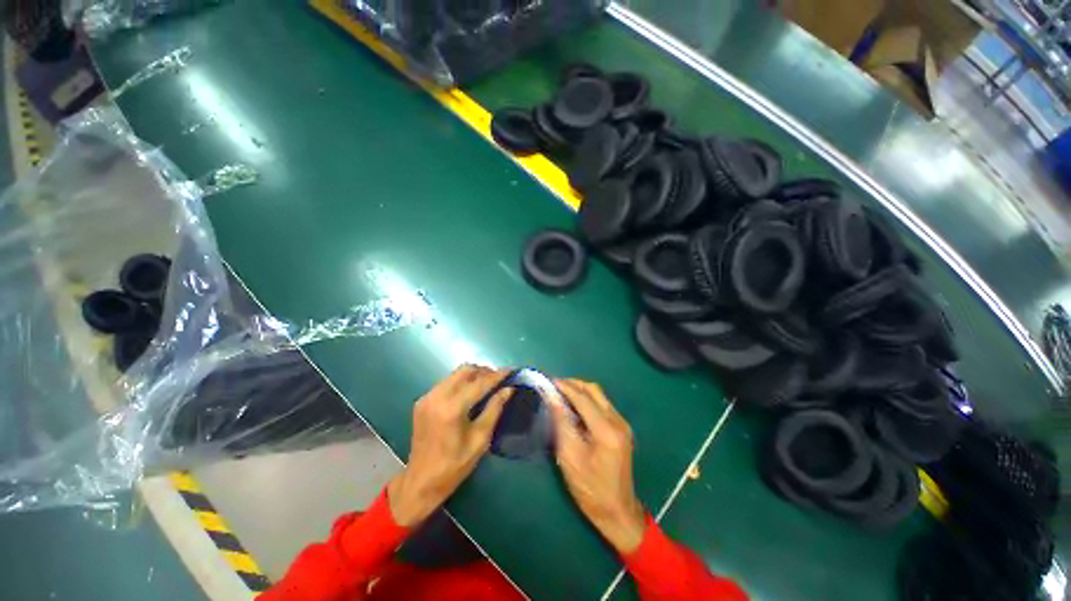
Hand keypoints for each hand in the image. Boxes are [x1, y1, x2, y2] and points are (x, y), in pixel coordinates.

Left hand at [388, 365, 511, 527]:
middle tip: (499, 379)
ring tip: (488, 384)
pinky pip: (446, 383)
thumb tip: (508, 389)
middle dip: (484, 371)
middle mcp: (437, 396)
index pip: (479, 383)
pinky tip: (470, 393)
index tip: (512, 370)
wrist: (421, 482)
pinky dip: (461, 383)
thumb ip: (494, 410)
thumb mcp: (480, 439)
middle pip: (465, 370)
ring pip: (455, 374)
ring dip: (473, 375)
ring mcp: (427, 397)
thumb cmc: (454, 465)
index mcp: (452, 408)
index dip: (497, 376)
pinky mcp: (422, 401)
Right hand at [549, 380, 646, 553]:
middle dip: (573, 384)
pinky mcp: (621, 428)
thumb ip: (561, 423)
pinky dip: (587, 400)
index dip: (564, 387)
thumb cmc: (590, 489)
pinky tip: (574, 406)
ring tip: (560, 393)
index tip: (548, 381)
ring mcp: (622, 424)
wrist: (617, 512)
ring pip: (599, 396)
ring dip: (580, 391)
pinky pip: (602, 405)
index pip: (583, 398)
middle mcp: (618, 421)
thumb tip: (552, 397)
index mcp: (606, 430)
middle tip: (553, 385)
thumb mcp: (570, 457)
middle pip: (594, 390)